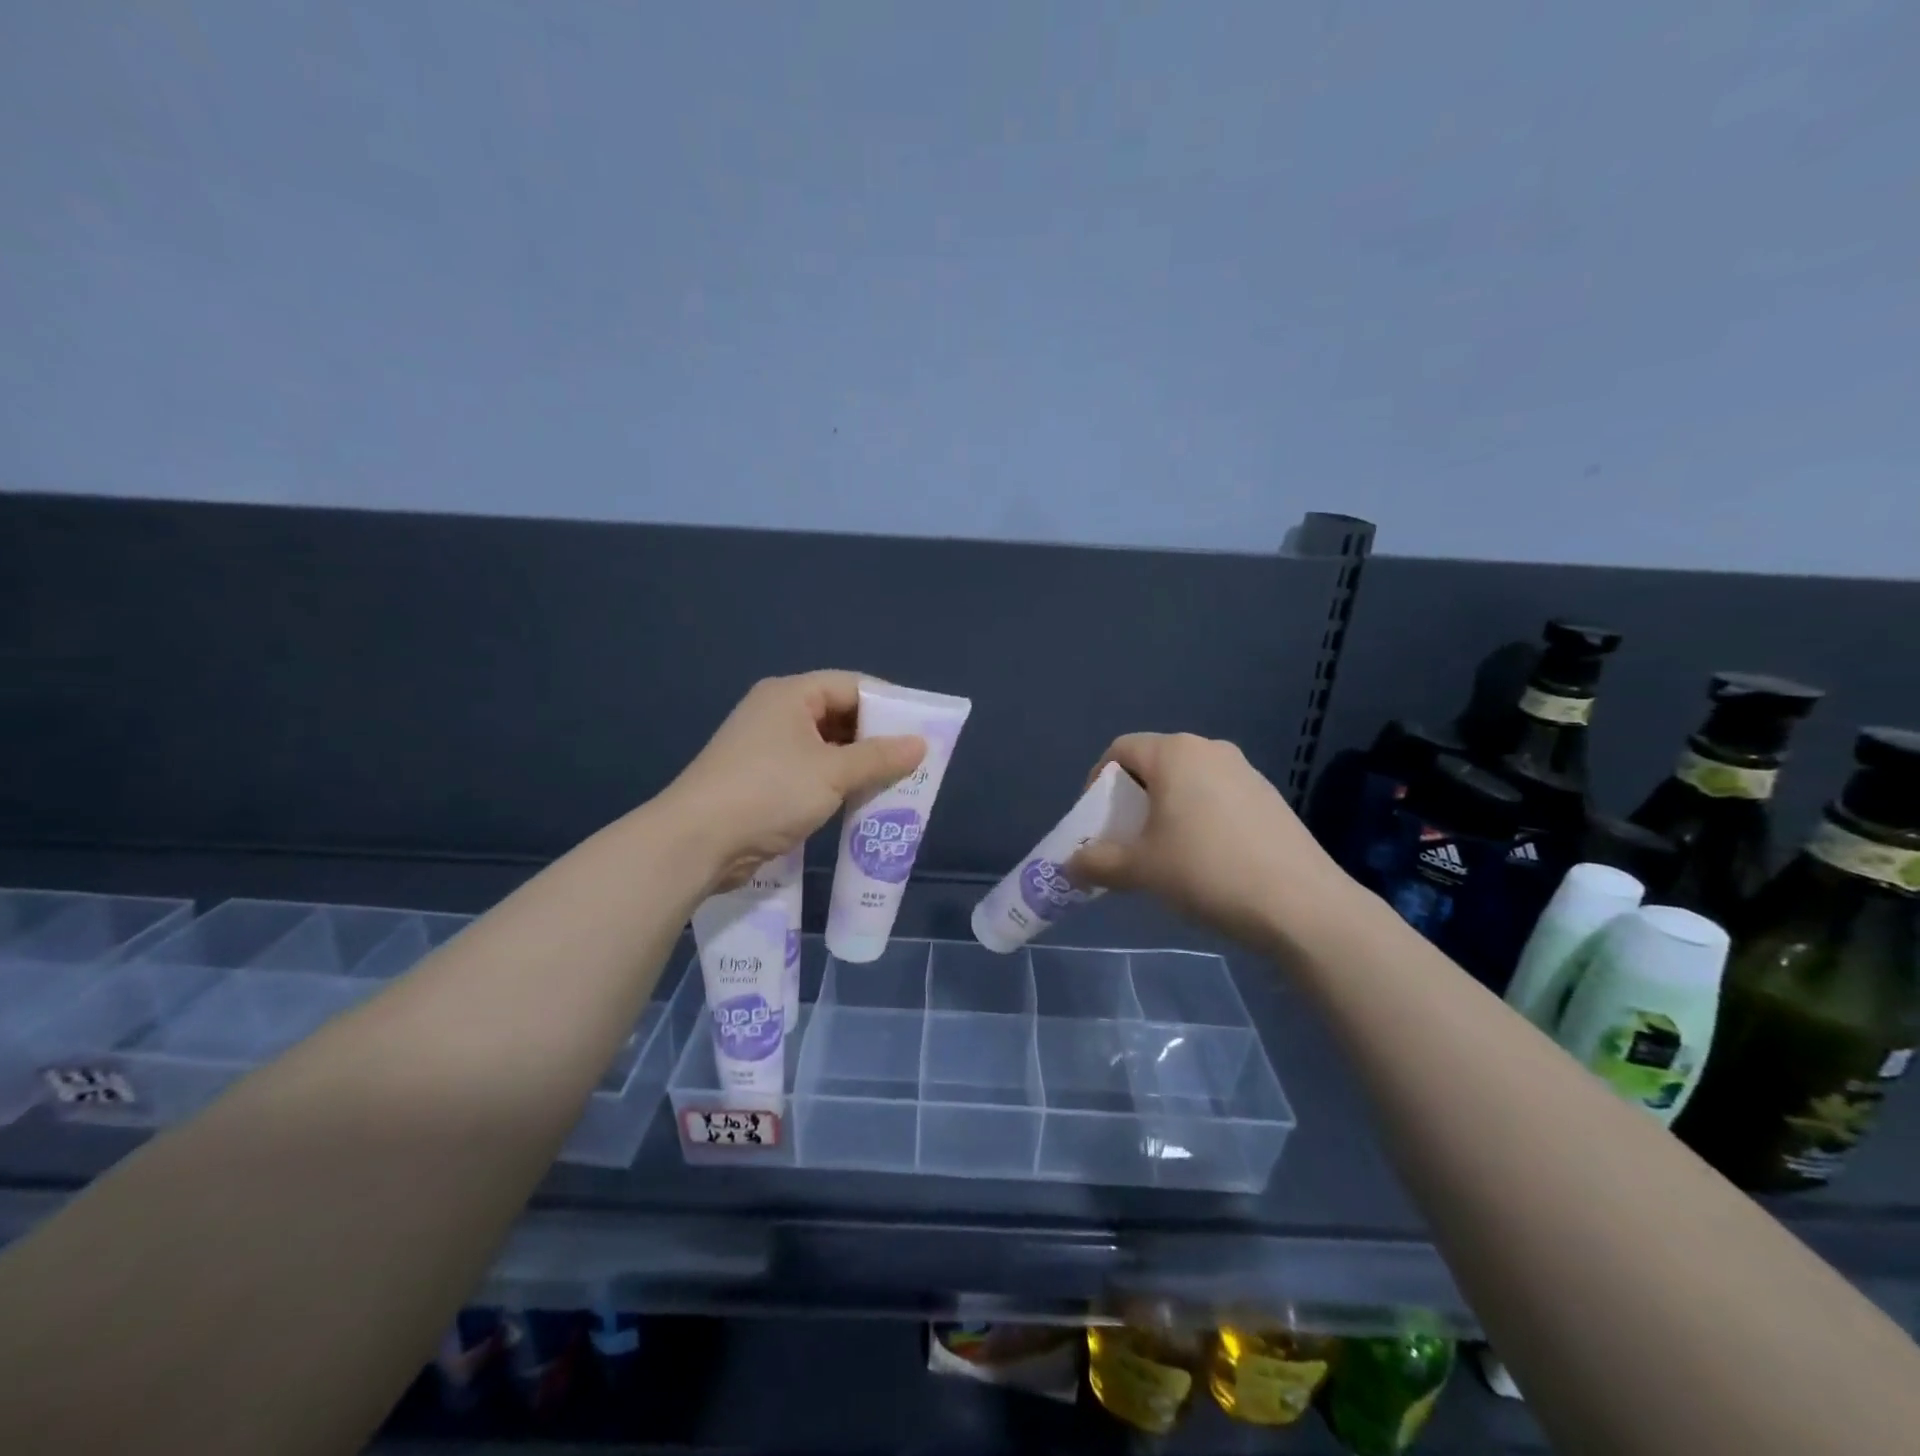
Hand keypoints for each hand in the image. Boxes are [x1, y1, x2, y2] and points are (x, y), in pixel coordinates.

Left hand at [661, 671, 925, 890]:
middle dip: (876, 737)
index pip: (852, 685)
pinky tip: (860, 799)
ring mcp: (767, 747)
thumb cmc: (768, 793)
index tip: (921, 728)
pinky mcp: (762, 779)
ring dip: (858, 763)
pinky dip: (836, 781)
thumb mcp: (832, 773)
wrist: (696, 842)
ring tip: (895, 781)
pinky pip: (811, 770)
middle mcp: (778, 712)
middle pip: (839, 714)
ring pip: (826, 745)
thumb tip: (920, 745)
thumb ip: (879, 757)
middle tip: (912, 760)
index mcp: (791, 694)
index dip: (889, 704)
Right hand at [1066, 733, 1355, 949]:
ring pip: (1189, 781)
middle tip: (1125, 839)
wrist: (1300, 905)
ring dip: (1166, 809)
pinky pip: (1218, 797)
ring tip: (1165, 852)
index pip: (1121, 750)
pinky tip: (1207, 859)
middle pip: (1155, 764)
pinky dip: (1199, 818)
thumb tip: (1069, 865)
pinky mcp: (1270, 798)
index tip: (1097, 821)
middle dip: (1132, 799)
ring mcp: (1246, 772)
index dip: (1098, 782)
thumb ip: (1098, 862)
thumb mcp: (1140, 870)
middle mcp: (1211, 749)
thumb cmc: (1206, 871)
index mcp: (1175, 752)